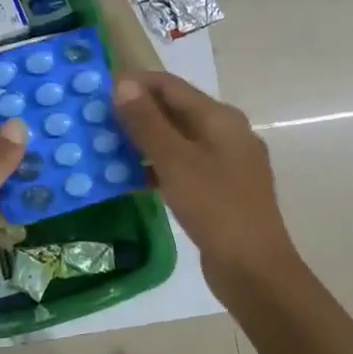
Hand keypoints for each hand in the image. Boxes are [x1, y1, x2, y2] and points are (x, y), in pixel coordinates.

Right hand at [111, 71, 298, 288]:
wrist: (254, 270)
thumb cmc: (215, 207)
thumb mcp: (175, 161)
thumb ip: (148, 122)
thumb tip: (123, 83)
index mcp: (220, 118)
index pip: (171, 85)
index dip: (135, 84)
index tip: (98, 92)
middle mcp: (226, 132)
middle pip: (175, 110)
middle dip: (137, 113)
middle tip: (97, 121)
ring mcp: (225, 162)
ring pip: (178, 140)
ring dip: (144, 142)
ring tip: (107, 148)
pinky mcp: (220, 189)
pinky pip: (183, 166)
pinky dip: (157, 167)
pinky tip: (130, 178)